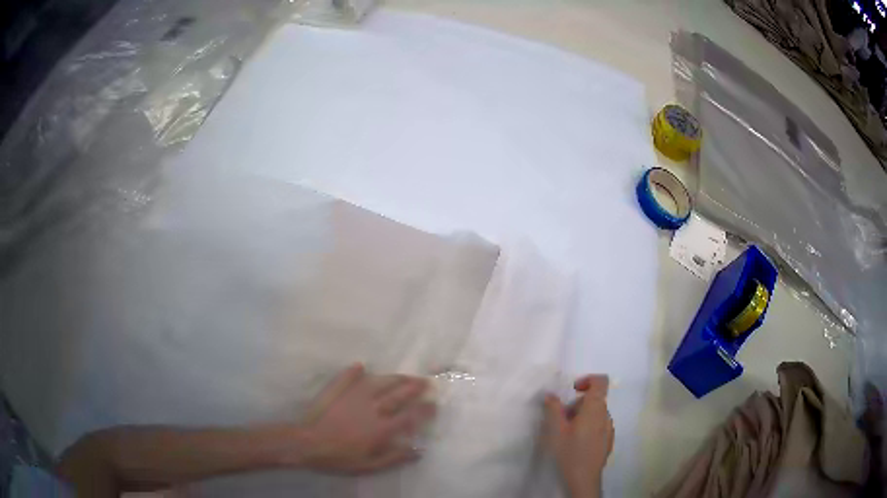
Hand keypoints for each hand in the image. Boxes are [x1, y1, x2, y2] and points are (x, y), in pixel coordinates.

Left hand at [298, 364, 435, 473]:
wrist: (308, 443)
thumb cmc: (340, 458)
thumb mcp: (370, 465)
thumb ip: (394, 458)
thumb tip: (418, 451)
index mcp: (381, 428)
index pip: (409, 416)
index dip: (424, 410)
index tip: (434, 404)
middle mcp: (372, 408)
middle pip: (398, 395)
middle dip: (415, 387)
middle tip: (426, 382)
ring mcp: (354, 396)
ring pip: (379, 382)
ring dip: (395, 378)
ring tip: (405, 376)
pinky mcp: (338, 390)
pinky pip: (349, 377)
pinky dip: (356, 371)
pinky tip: (361, 366)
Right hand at [543, 375, 613, 497]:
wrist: (584, 478)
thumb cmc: (569, 452)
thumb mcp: (556, 430)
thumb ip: (554, 409)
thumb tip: (551, 395)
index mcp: (595, 408)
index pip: (600, 381)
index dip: (588, 380)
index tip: (573, 390)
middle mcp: (606, 415)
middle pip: (595, 399)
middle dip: (577, 404)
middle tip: (562, 420)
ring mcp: (609, 428)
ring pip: (596, 413)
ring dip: (582, 417)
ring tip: (567, 434)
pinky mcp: (609, 440)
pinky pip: (599, 426)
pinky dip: (588, 427)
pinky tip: (577, 444)